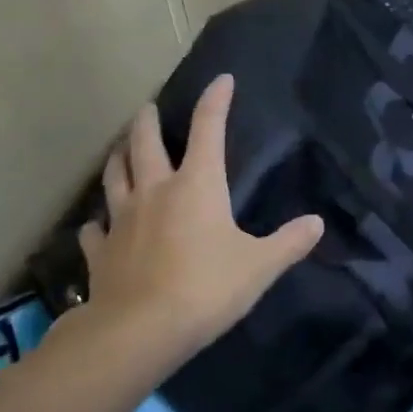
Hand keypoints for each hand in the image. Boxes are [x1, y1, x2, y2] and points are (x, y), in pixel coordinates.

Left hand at [76, 75, 323, 356]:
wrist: (140, 330)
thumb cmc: (206, 288)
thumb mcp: (259, 266)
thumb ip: (289, 242)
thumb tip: (316, 223)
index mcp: (197, 185)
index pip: (208, 129)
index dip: (216, 101)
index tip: (222, 81)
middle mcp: (155, 191)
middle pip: (144, 143)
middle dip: (147, 120)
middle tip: (148, 107)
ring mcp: (122, 219)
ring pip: (114, 175)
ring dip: (118, 157)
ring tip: (120, 148)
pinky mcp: (100, 251)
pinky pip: (95, 229)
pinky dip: (98, 222)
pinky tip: (98, 225)